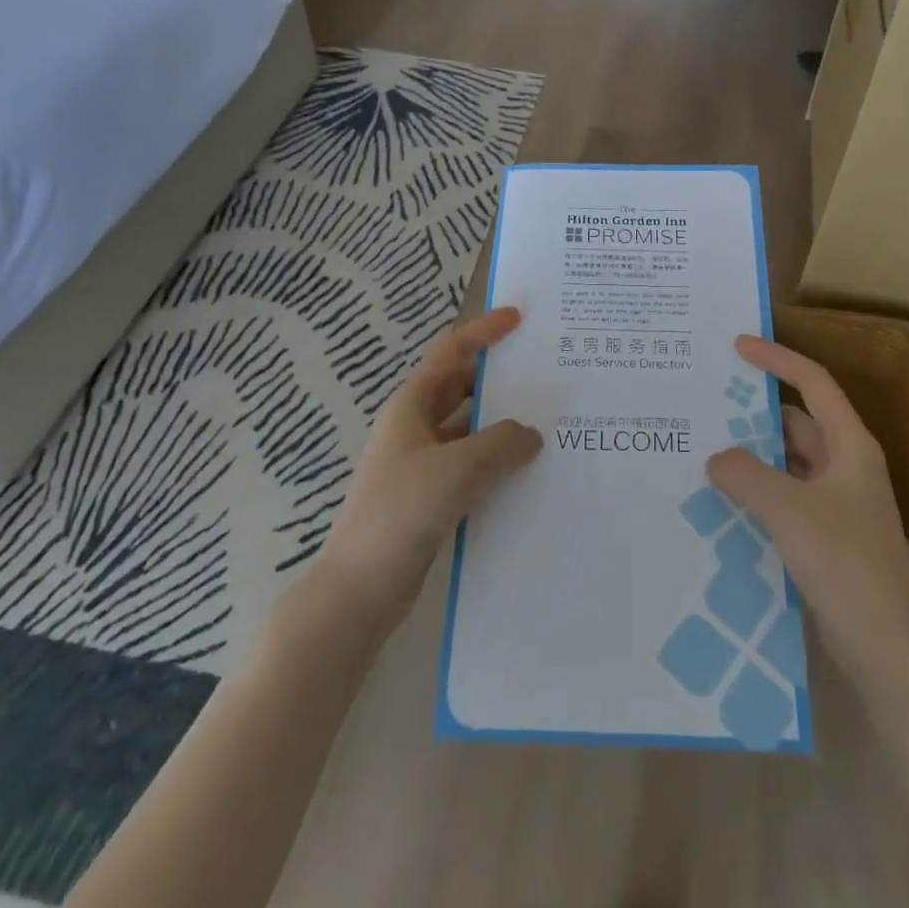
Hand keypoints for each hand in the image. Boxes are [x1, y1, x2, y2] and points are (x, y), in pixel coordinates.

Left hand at [317, 307, 541, 624]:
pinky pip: (471, 466)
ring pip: (470, 430)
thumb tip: (531, 434)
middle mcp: (417, 427)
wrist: (359, 589)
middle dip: (499, 379)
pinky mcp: (431, 497)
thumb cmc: (401, 512)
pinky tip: (528, 473)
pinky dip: (497, 462)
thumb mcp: (456, 469)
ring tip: (549, 423)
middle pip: (462, 389)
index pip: (451, 353)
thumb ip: (500, 444)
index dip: (483, 331)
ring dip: (502, 425)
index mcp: (413, 406)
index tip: (518, 318)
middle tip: (545, 374)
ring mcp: (422, 464)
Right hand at [706, 336, 908, 686]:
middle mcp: (847, 465)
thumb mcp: (787, 509)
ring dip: (754, 453)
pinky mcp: (828, 532)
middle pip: (798, 420)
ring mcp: (839, 501)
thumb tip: (716, 458)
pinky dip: (760, 487)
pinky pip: (787, 493)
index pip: (812, 382)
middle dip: (756, 410)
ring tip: (706, 447)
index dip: (776, 358)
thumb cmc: (844, 562)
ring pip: (790, 460)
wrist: (886, 644)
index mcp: (850, 445)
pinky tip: (726, 497)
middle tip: (709, 402)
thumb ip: (745, 474)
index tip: (737, 345)